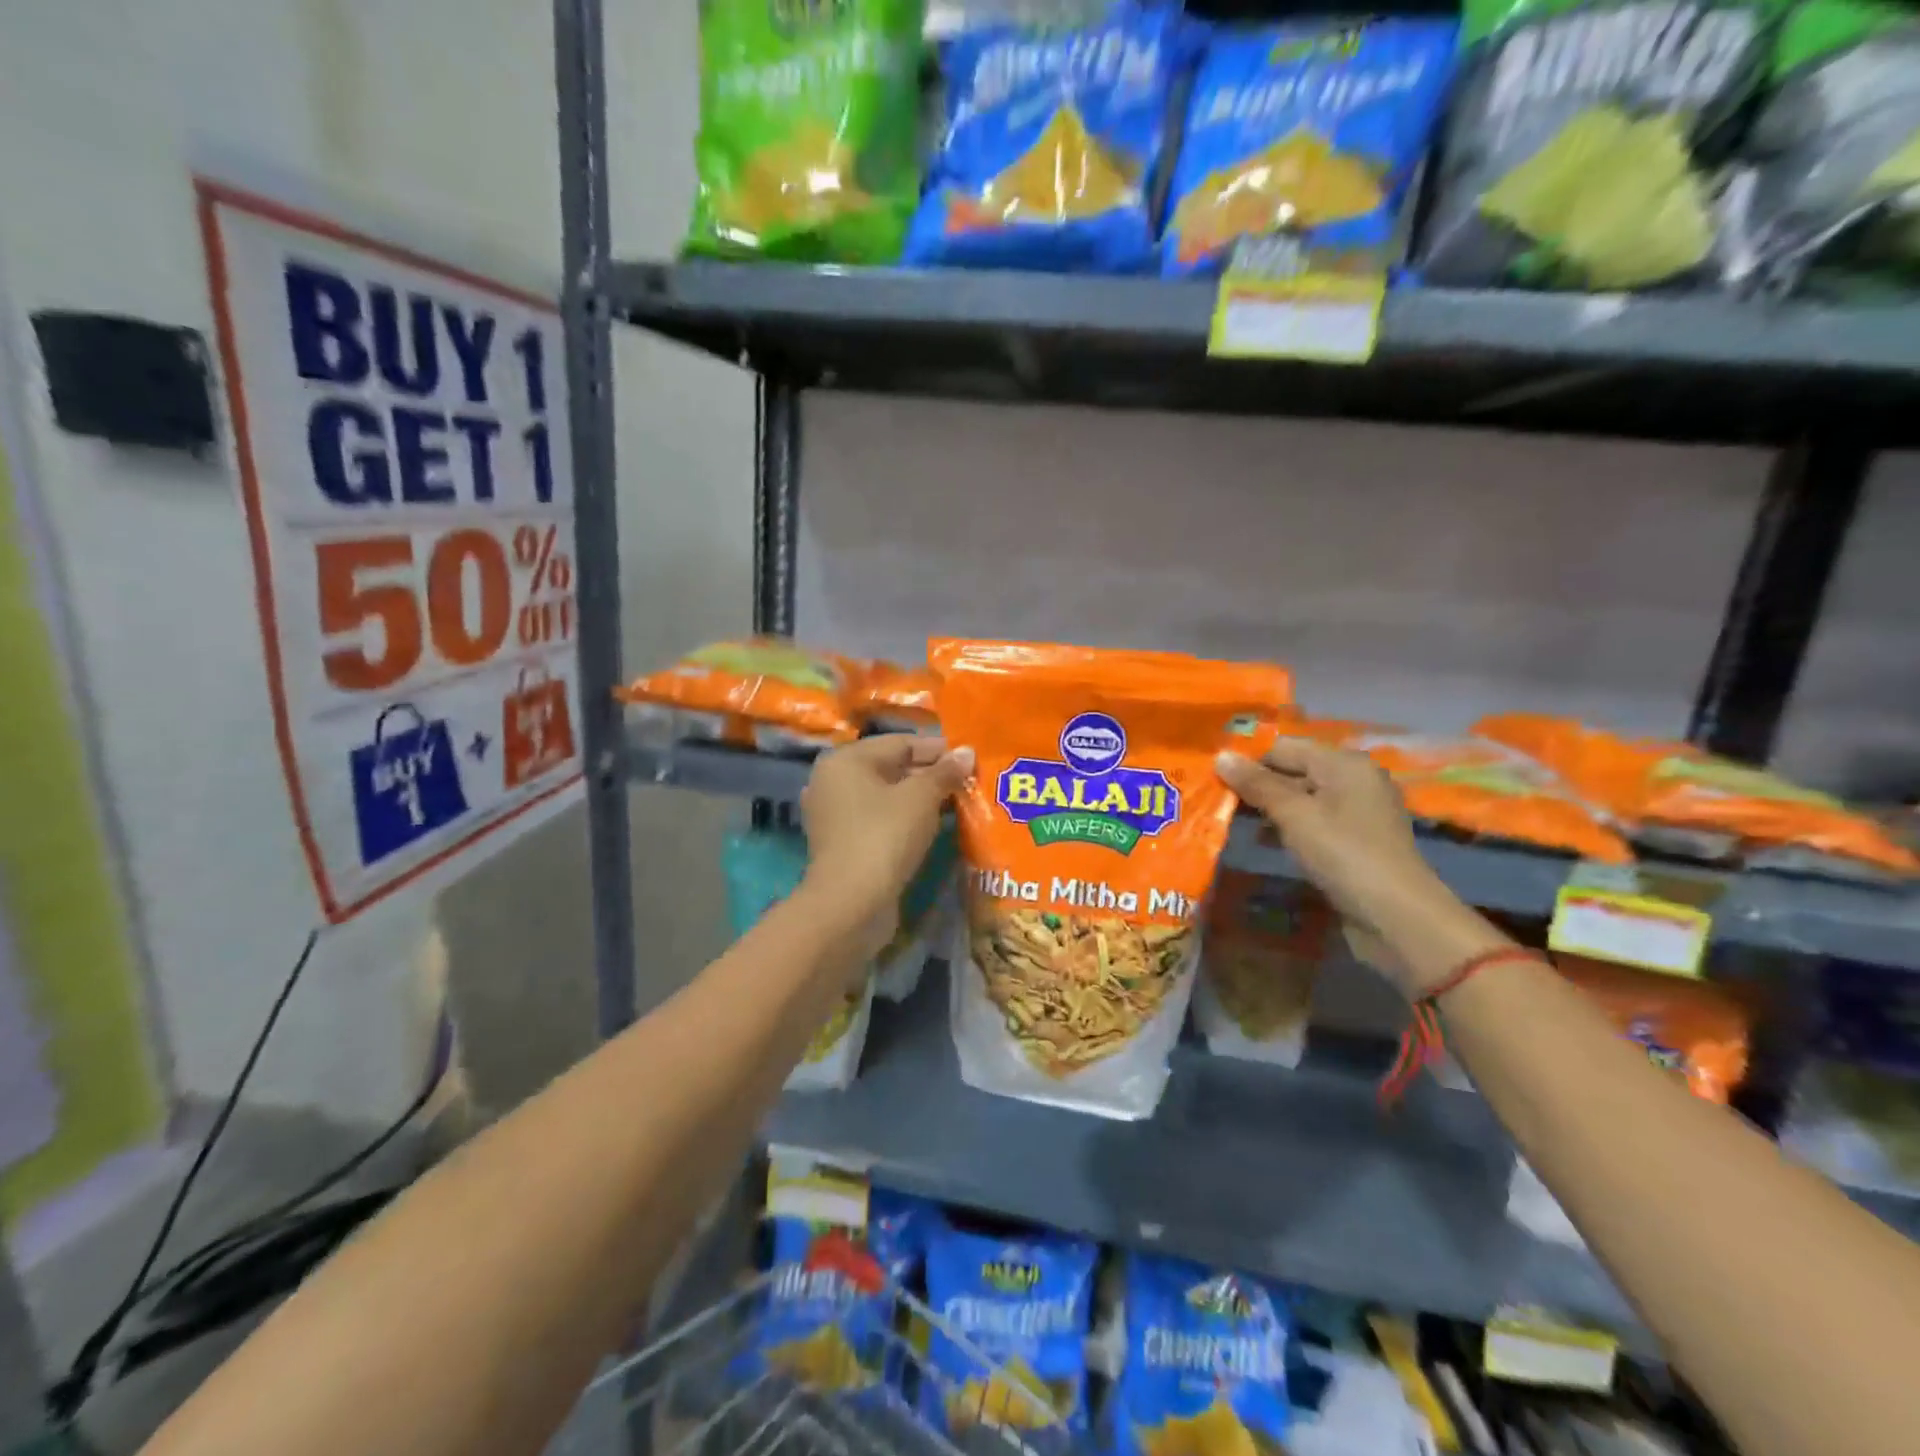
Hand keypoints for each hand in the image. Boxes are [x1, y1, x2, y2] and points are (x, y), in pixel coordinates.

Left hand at [801, 736, 973, 944]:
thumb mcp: (921, 798)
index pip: (900, 743)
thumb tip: (967, 752)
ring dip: (919, 799)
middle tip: (967, 784)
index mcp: (846, 759)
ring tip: (956, 804)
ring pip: (886, 797)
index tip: (970, 760)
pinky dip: (904, 820)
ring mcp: (834, 814)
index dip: (937, 750)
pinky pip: (879, 820)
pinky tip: (931, 827)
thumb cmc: (885, 836)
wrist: (851, 903)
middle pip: (891, 768)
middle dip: (930, 775)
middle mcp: (833, 781)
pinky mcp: (842, 843)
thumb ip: (944, 772)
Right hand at [1216, 738, 1453, 992]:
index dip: (1248, 759)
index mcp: (1344, 763)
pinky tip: (1264, 841)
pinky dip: (1288, 827)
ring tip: (1232, 819)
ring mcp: (1358, 812)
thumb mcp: (1294, 815)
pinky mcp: (1356, 841)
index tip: (1213, 776)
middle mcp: (1354, 780)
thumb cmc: (1343, 854)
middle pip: (1294, 770)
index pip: (1284, 746)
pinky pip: (1314, 822)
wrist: (1397, 917)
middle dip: (1256, 784)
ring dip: (1269, 808)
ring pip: (1302, 798)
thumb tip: (1220, 755)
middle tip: (1216, 798)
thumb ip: (1256, 784)